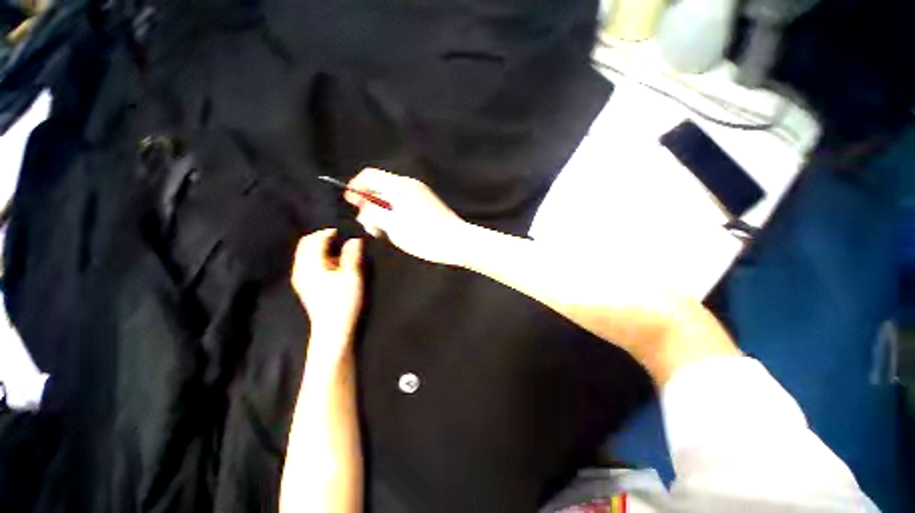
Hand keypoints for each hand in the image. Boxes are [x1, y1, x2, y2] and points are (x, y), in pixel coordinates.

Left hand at [291, 229, 363, 351]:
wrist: (333, 328)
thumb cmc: (343, 300)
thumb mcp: (352, 275)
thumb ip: (352, 255)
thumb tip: (354, 240)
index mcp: (310, 265)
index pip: (314, 240)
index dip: (328, 232)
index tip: (343, 231)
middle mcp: (301, 269)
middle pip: (307, 245)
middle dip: (322, 238)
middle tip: (341, 238)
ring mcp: (301, 279)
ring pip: (307, 255)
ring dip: (321, 248)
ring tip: (339, 250)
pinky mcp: (305, 286)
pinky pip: (309, 264)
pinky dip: (320, 258)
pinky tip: (333, 264)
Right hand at [345, 168, 470, 265]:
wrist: (458, 242)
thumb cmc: (426, 236)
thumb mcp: (393, 227)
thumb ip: (373, 214)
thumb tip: (364, 210)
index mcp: (400, 186)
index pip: (370, 175)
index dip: (356, 186)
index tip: (350, 202)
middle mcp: (410, 186)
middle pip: (381, 186)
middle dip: (369, 202)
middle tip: (367, 223)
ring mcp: (420, 194)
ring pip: (392, 197)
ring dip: (382, 210)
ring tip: (381, 230)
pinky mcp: (426, 204)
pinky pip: (404, 203)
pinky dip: (395, 213)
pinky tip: (396, 228)